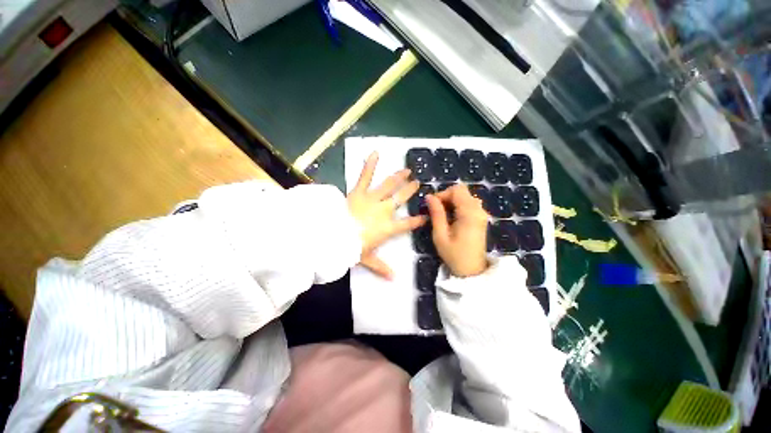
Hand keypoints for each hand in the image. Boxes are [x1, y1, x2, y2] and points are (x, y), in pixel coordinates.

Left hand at [348, 152, 426, 278]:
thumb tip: (393, 279)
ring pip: (389, 186)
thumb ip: (381, 267)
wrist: (334, 236)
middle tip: (418, 183)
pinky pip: (365, 176)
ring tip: (407, 170)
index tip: (426, 216)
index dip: (417, 220)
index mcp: (387, 228)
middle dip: (410, 191)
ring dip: (399, 177)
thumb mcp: (367, 259)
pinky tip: (375, 152)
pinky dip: (370, 164)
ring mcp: (372, 199)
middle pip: (401, 199)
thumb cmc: (352, 248)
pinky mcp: (358, 192)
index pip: (407, 224)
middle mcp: (384, 211)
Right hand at [426, 184, 488, 276]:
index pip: (457, 190)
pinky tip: (452, 218)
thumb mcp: (440, 235)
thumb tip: (429, 196)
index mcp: (469, 213)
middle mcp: (479, 210)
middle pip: (462, 191)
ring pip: (465, 196)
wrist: (472, 270)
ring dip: (452, 201)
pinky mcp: (481, 218)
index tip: (432, 205)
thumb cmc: (454, 255)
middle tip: (436, 210)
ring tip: (443, 215)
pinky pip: (469, 204)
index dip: (442, 194)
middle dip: (447, 197)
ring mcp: (482, 214)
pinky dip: (458, 206)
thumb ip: (436, 213)